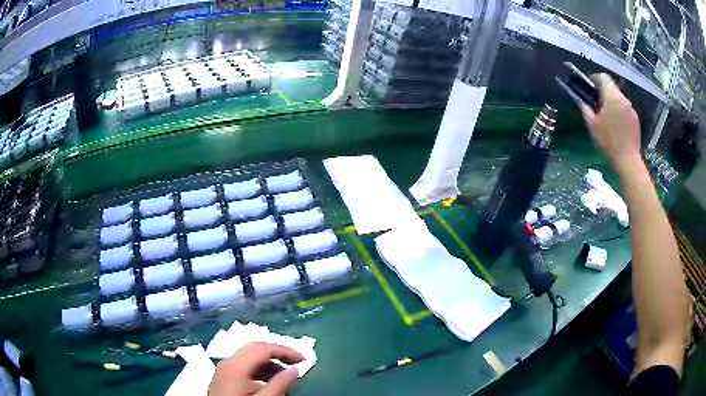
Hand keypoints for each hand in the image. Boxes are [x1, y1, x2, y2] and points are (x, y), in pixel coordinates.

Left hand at [209, 342, 303, 395]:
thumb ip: (279, 385)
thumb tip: (295, 370)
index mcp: (236, 365)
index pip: (263, 348)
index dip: (286, 351)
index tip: (304, 360)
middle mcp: (227, 361)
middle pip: (255, 348)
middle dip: (278, 353)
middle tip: (297, 363)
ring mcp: (224, 368)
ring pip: (249, 357)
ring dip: (270, 362)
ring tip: (286, 375)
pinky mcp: (223, 377)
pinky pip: (244, 366)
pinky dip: (260, 369)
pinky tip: (269, 381)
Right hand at [580, 74, 641, 172]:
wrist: (628, 160)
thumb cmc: (609, 142)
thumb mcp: (593, 126)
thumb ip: (586, 110)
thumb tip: (582, 102)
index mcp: (611, 97)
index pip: (603, 77)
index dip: (595, 79)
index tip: (591, 88)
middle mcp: (623, 99)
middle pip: (612, 87)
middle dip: (604, 93)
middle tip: (598, 104)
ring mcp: (631, 109)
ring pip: (619, 98)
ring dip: (612, 102)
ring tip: (608, 116)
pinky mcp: (635, 118)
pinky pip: (625, 109)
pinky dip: (620, 112)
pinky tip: (617, 125)